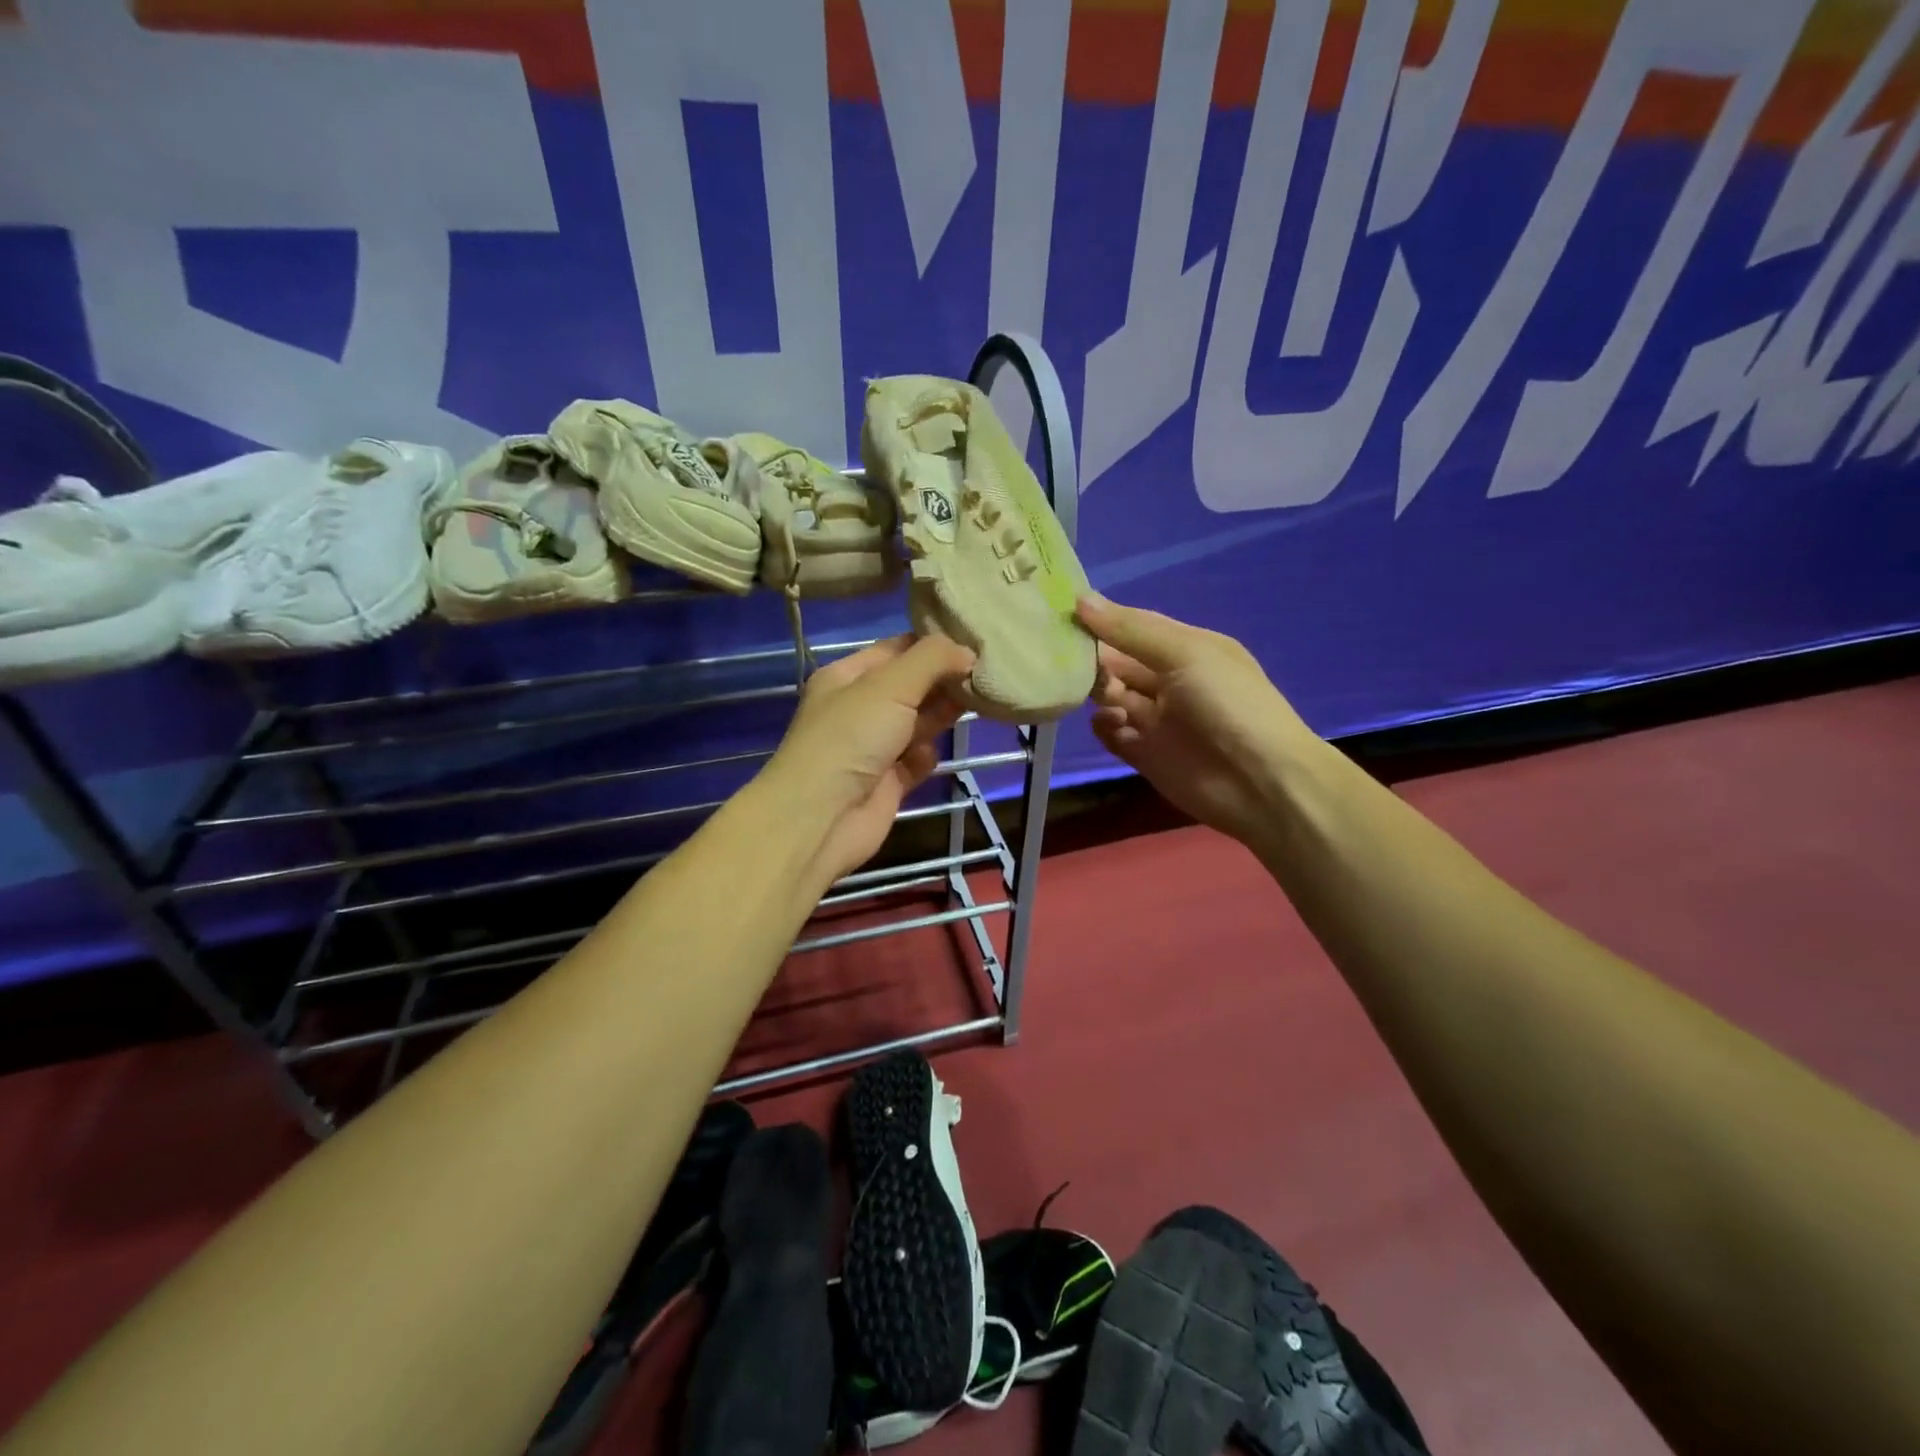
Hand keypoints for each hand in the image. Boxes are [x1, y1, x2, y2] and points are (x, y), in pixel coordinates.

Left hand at [761, 633, 974, 884]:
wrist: (822, 817)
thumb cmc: (851, 737)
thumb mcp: (890, 685)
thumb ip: (932, 660)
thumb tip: (968, 652)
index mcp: (848, 676)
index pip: (897, 649)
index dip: (933, 644)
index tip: (975, 641)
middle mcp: (859, 708)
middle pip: (911, 686)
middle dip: (944, 680)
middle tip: (986, 673)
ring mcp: (873, 747)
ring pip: (918, 722)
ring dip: (942, 715)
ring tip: (976, 704)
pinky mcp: (887, 782)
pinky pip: (916, 761)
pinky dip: (927, 757)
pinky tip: (931, 755)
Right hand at [1076, 593, 1318, 847]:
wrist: (1260, 782)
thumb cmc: (1228, 705)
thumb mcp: (1185, 653)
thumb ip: (1131, 630)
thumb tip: (1080, 600)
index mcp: (1186, 649)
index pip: (1133, 627)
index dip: (1101, 620)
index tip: (1062, 615)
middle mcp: (1169, 680)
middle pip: (1117, 662)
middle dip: (1094, 659)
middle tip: (1069, 661)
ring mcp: (1156, 719)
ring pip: (1111, 697)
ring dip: (1098, 692)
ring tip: (1103, 697)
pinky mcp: (1144, 754)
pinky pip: (1112, 734)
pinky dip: (1104, 727)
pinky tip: (1111, 725)